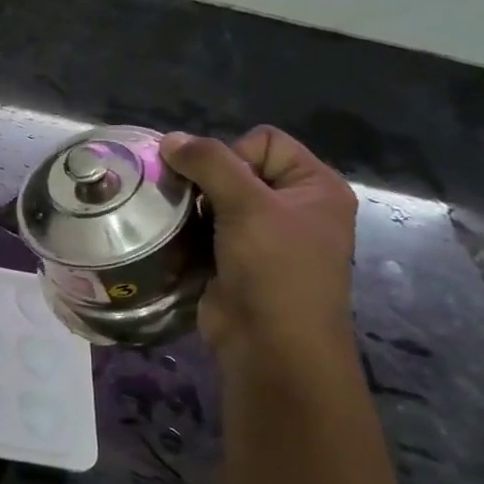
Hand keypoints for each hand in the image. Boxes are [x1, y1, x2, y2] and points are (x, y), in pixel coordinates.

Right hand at [159, 126, 357, 360]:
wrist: (271, 345)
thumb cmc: (274, 269)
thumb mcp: (248, 206)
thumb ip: (209, 164)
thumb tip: (169, 138)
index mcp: (314, 186)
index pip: (264, 142)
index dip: (232, 156)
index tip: (217, 189)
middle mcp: (292, 208)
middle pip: (236, 171)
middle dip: (204, 184)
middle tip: (186, 204)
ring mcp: (262, 238)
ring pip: (214, 202)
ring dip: (191, 210)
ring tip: (173, 223)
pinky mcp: (234, 262)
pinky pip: (204, 233)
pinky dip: (187, 234)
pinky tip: (172, 242)